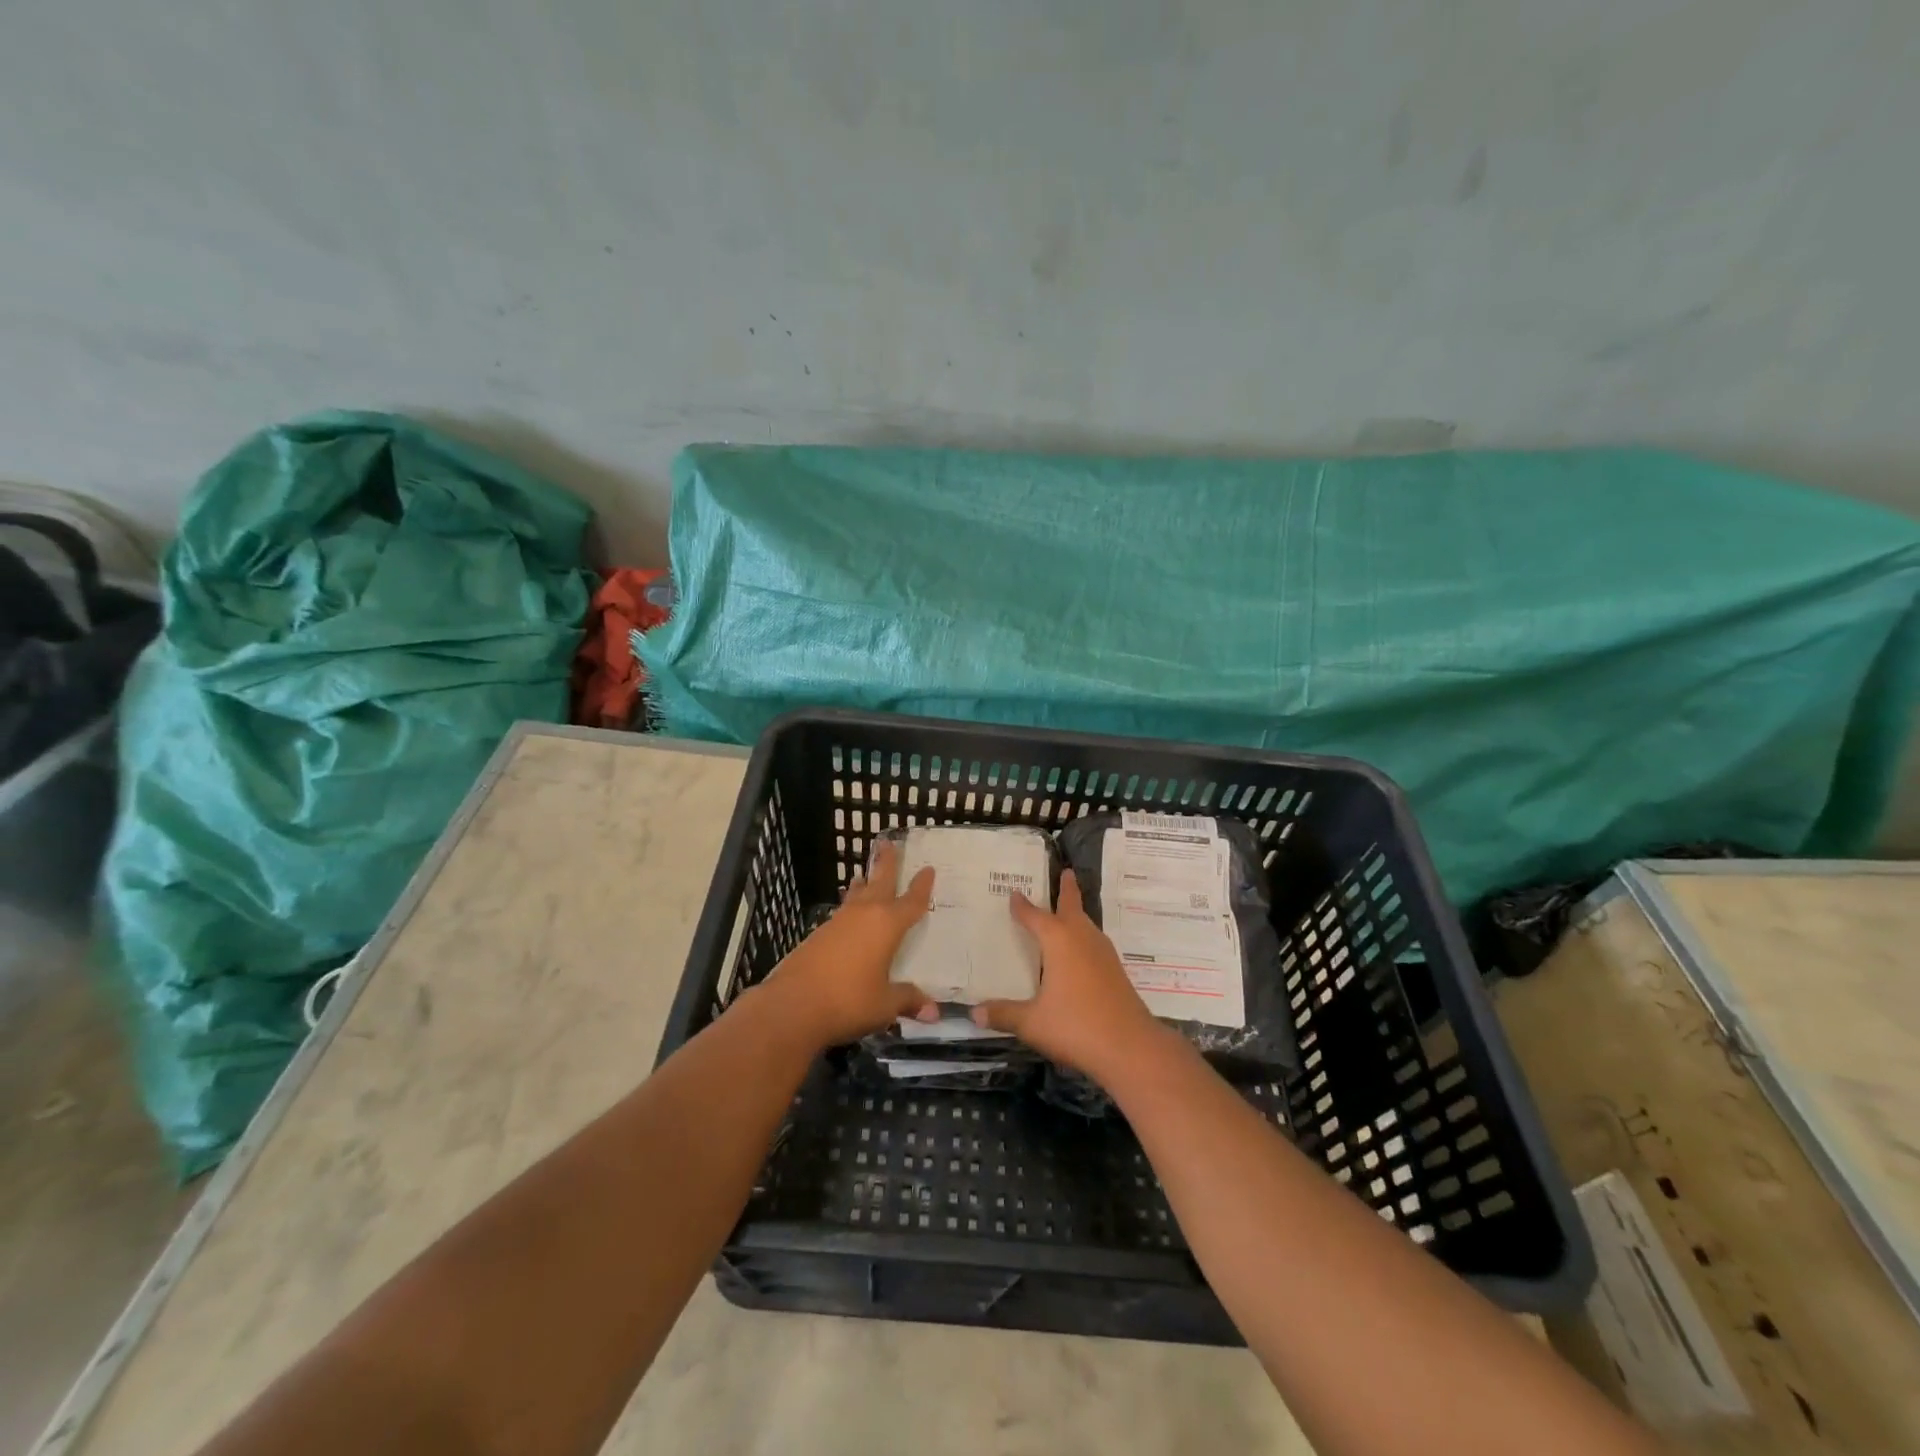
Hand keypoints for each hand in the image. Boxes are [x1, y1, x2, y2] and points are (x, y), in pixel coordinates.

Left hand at [758, 840, 937, 1047]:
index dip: (921, 886)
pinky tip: (846, 917)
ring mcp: (838, 922)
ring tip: (863, 875)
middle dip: (886, 864)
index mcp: (887, 925)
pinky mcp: (818, 935)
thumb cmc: (849, 1000)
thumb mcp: (885, 1005)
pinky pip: (841, 913)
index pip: (911, 902)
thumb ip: (907, 1000)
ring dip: (862, 884)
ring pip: (855, 895)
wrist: (793, 1005)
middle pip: (879, 882)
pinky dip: (848, 907)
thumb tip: (933, 1011)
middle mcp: (864, 915)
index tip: (928, 868)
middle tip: (888, 843)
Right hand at [971, 870, 1168, 1080]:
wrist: (1130, 1047)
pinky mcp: (1115, 971)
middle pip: (1073, 906)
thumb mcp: (1032, 1023)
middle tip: (1065, 872)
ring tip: (1067, 913)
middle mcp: (1082, 938)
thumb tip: (973, 1012)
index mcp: (1059, 940)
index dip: (1022, 906)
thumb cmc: (1076, 1026)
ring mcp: (1103, 954)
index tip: (1014, 892)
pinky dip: (1084, 937)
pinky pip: (1094, 943)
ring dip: (1077, 914)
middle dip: (1067, 889)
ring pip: (1087, 924)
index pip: (1035, 916)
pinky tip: (1079, 954)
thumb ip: (1003, 1014)